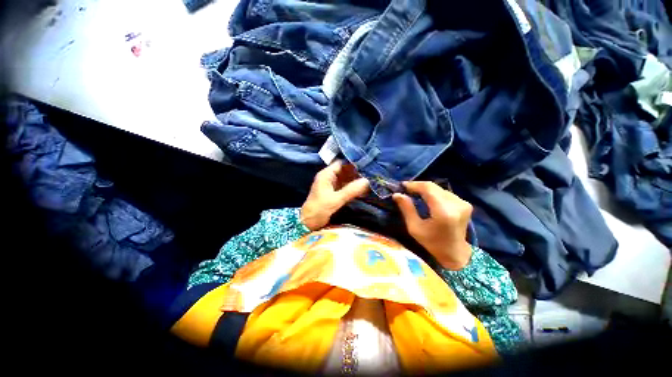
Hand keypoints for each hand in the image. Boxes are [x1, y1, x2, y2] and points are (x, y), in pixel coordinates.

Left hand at [301, 160, 368, 230]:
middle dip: (356, 172)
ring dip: (355, 180)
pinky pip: (344, 187)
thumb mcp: (336, 199)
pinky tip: (362, 189)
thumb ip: (351, 190)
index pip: (341, 163)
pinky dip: (352, 188)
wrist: (308, 223)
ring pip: (345, 179)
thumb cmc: (319, 209)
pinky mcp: (333, 193)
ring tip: (369, 180)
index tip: (366, 165)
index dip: (352, 163)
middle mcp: (328, 178)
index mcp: (326, 175)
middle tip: (370, 174)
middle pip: (344, 171)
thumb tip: (367, 181)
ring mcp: (331, 186)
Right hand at [393, 182, 472, 269]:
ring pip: (439, 189)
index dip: (414, 185)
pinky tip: (427, 198)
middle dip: (418, 186)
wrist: (455, 253)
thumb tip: (397, 194)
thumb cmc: (432, 243)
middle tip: (406, 189)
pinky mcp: (465, 204)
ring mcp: (463, 203)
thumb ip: (407, 209)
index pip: (428, 189)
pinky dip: (434, 193)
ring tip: (414, 193)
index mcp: (443, 212)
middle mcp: (456, 204)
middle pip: (434, 187)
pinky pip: (445, 193)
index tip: (402, 185)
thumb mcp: (414, 228)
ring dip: (426, 189)